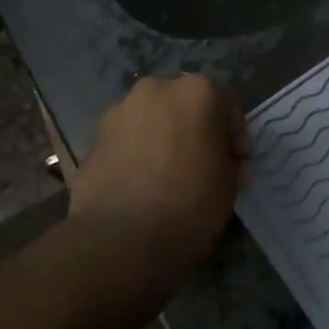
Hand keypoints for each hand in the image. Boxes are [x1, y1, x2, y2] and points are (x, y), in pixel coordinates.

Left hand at [69, 74, 244, 270]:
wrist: (120, 239)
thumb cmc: (190, 205)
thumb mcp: (230, 185)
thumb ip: (230, 162)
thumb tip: (225, 161)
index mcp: (198, 92)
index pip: (227, 103)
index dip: (234, 134)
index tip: (235, 162)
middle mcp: (156, 89)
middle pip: (185, 103)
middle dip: (194, 128)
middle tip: (201, 164)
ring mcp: (119, 111)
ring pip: (152, 118)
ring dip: (163, 138)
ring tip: (166, 176)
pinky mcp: (93, 137)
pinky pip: (126, 140)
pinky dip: (136, 153)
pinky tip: (140, 184)